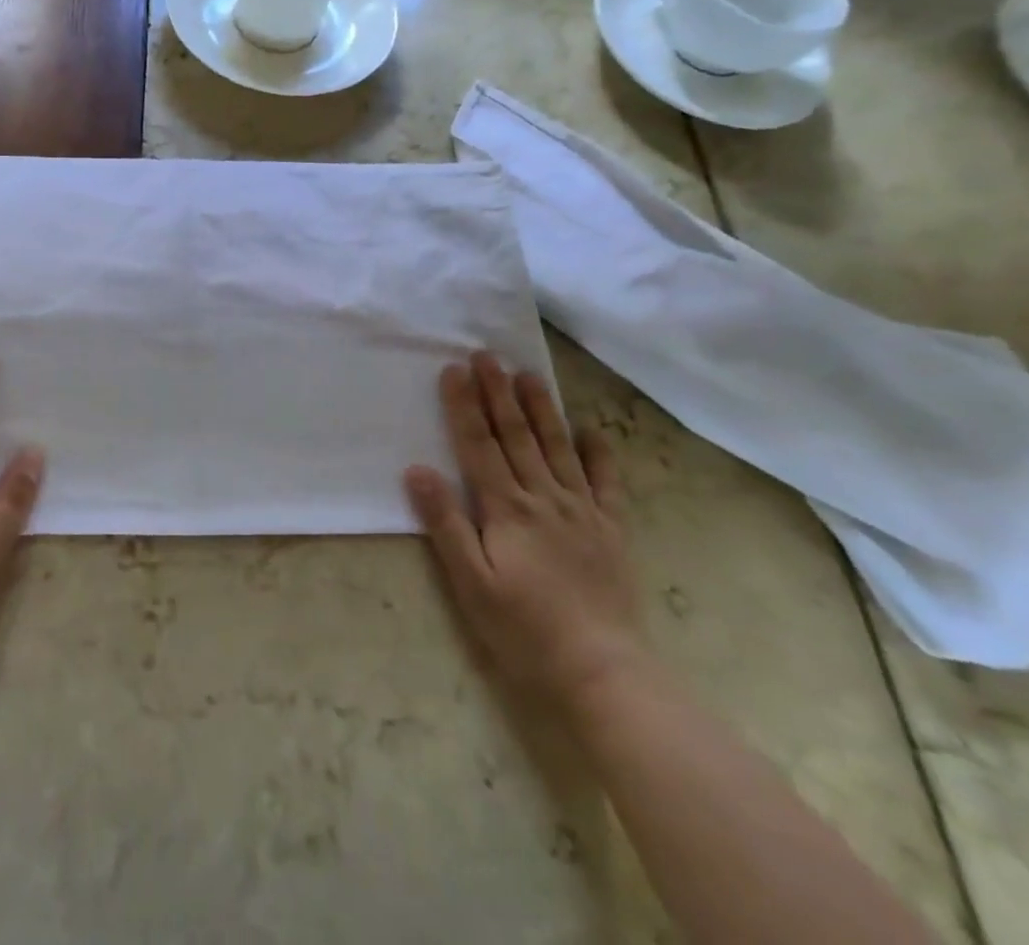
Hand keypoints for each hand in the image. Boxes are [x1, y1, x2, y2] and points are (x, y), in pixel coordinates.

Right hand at [404, 352, 644, 705]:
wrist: (604, 672)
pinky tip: (591, 432)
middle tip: (487, 355)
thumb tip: (417, 469)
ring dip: (541, 409)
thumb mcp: (470, 583)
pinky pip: (606, 483)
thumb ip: (445, 523)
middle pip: (516, 436)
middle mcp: (544, 498)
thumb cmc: (524, 630)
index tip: (454, 369)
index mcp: (506, 508)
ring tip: (529, 375)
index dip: (464, 405)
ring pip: (557, 448)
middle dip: (498, 393)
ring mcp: (582, 512)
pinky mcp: (611, 531)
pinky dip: (599, 454)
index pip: (479, 444)